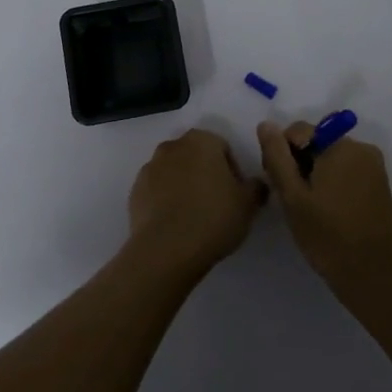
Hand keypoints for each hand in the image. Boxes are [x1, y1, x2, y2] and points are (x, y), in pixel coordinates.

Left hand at [126, 129, 267, 279]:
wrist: (166, 249)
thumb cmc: (213, 218)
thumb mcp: (248, 204)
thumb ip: (255, 188)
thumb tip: (255, 184)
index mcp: (201, 141)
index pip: (222, 147)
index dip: (232, 171)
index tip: (236, 195)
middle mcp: (172, 146)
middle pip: (195, 157)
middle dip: (206, 175)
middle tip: (217, 204)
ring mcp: (149, 168)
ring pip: (174, 173)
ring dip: (184, 187)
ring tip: (195, 217)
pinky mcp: (135, 191)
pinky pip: (156, 191)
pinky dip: (166, 201)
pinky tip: (175, 225)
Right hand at [258, 121, 391, 299]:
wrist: (378, 278)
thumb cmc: (330, 237)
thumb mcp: (293, 197)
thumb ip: (277, 157)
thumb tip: (266, 125)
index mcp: (340, 145)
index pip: (297, 131)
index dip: (282, 154)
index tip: (280, 186)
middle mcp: (361, 147)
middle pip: (316, 142)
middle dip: (299, 164)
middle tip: (293, 201)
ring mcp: (374, 167)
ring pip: (330, 158)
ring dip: (315, 176)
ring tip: (310, 210)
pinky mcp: (380, 185)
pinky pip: (347, 172)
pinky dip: (333, 184)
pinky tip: (328, 213)